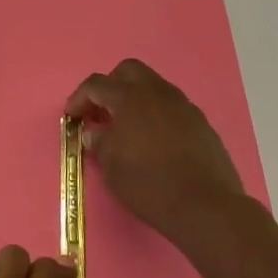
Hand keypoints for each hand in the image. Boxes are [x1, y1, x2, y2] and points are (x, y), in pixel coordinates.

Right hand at [66, 58, 260, 251]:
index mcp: (130, 99)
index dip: (79, 97)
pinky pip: (172, 107)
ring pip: (154, 86)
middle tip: (102, 112)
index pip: (97, 84)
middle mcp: (158, 94)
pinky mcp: (201, 123)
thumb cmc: (149, 185)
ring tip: (128, 127)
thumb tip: (95, 132)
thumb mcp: (111, 168)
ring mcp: (183, 106)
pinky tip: (154, 141)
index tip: (72, 116)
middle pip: (129, 71)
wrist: (205, 207)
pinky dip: (157, 114)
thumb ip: (99, 142)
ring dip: (136, 98)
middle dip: (110, 86)